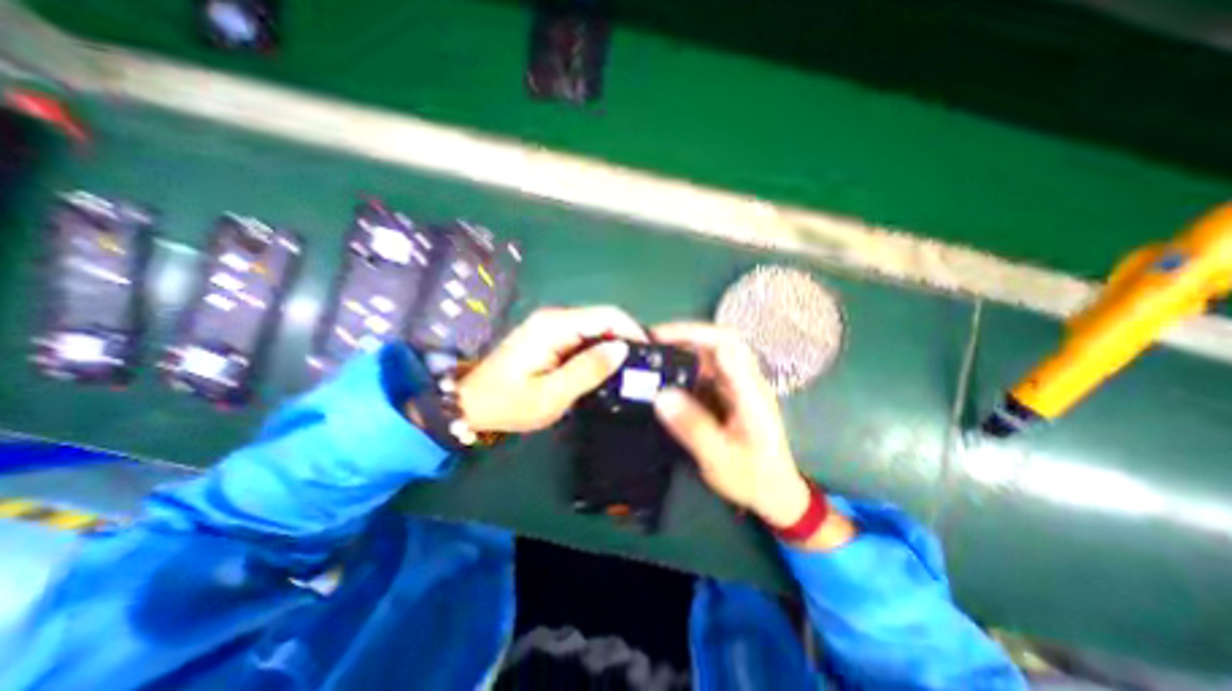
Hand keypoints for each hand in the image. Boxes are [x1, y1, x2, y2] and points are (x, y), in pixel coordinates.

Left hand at [453, 306, 646, 430]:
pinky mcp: (550, 336)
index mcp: (555, 326)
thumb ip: (588, 370)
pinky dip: (598, 350)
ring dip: (613, 346)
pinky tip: (604, 369)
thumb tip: (621, 349)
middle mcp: (555, 318)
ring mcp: (551, 325)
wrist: (471, 403)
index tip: (648, 355)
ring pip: (595, 328)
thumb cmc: (509, 403)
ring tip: (627, 372)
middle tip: (639, 369)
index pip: (607, 316)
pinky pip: (584, 337)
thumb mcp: (552, 394)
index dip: (632, 331)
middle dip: (625, 340)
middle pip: (603, 319)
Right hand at [649, 323, 853, 550]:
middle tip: (650, 343)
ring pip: (709, 355)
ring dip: (681, 351)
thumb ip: (692, 427)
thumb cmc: (753, 478)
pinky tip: (666, 376)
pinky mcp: (729, 393)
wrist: (775, 492)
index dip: (693, 333)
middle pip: (717, 342)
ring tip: (652, 357)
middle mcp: (745, 380)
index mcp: (750, 391)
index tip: (659, 337)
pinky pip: (705, 371)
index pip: (726, 344)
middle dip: (682, 337)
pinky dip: (683, 367)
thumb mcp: (719, 458)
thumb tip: (660, 396)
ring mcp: (738, 386)